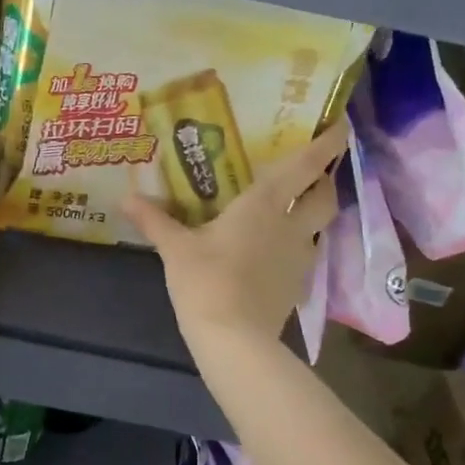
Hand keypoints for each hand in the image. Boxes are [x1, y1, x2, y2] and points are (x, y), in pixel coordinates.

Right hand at [123, 120, 345, 349]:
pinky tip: (274, 250)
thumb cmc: (206, 281)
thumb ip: (154, 220)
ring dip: (311, 213)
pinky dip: (296, 245)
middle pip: (325, 196)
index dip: (327, 143)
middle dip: (324, 180)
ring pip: (318, 227)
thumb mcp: (175, 248)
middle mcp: (290, 226)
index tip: (340, 125)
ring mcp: (299, 258)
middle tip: (310, 172)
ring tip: (290, 208)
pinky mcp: (297, 286)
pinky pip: (303, 254)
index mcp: (264, 205)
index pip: (305, 166)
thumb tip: (124, 198)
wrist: (235, 340)